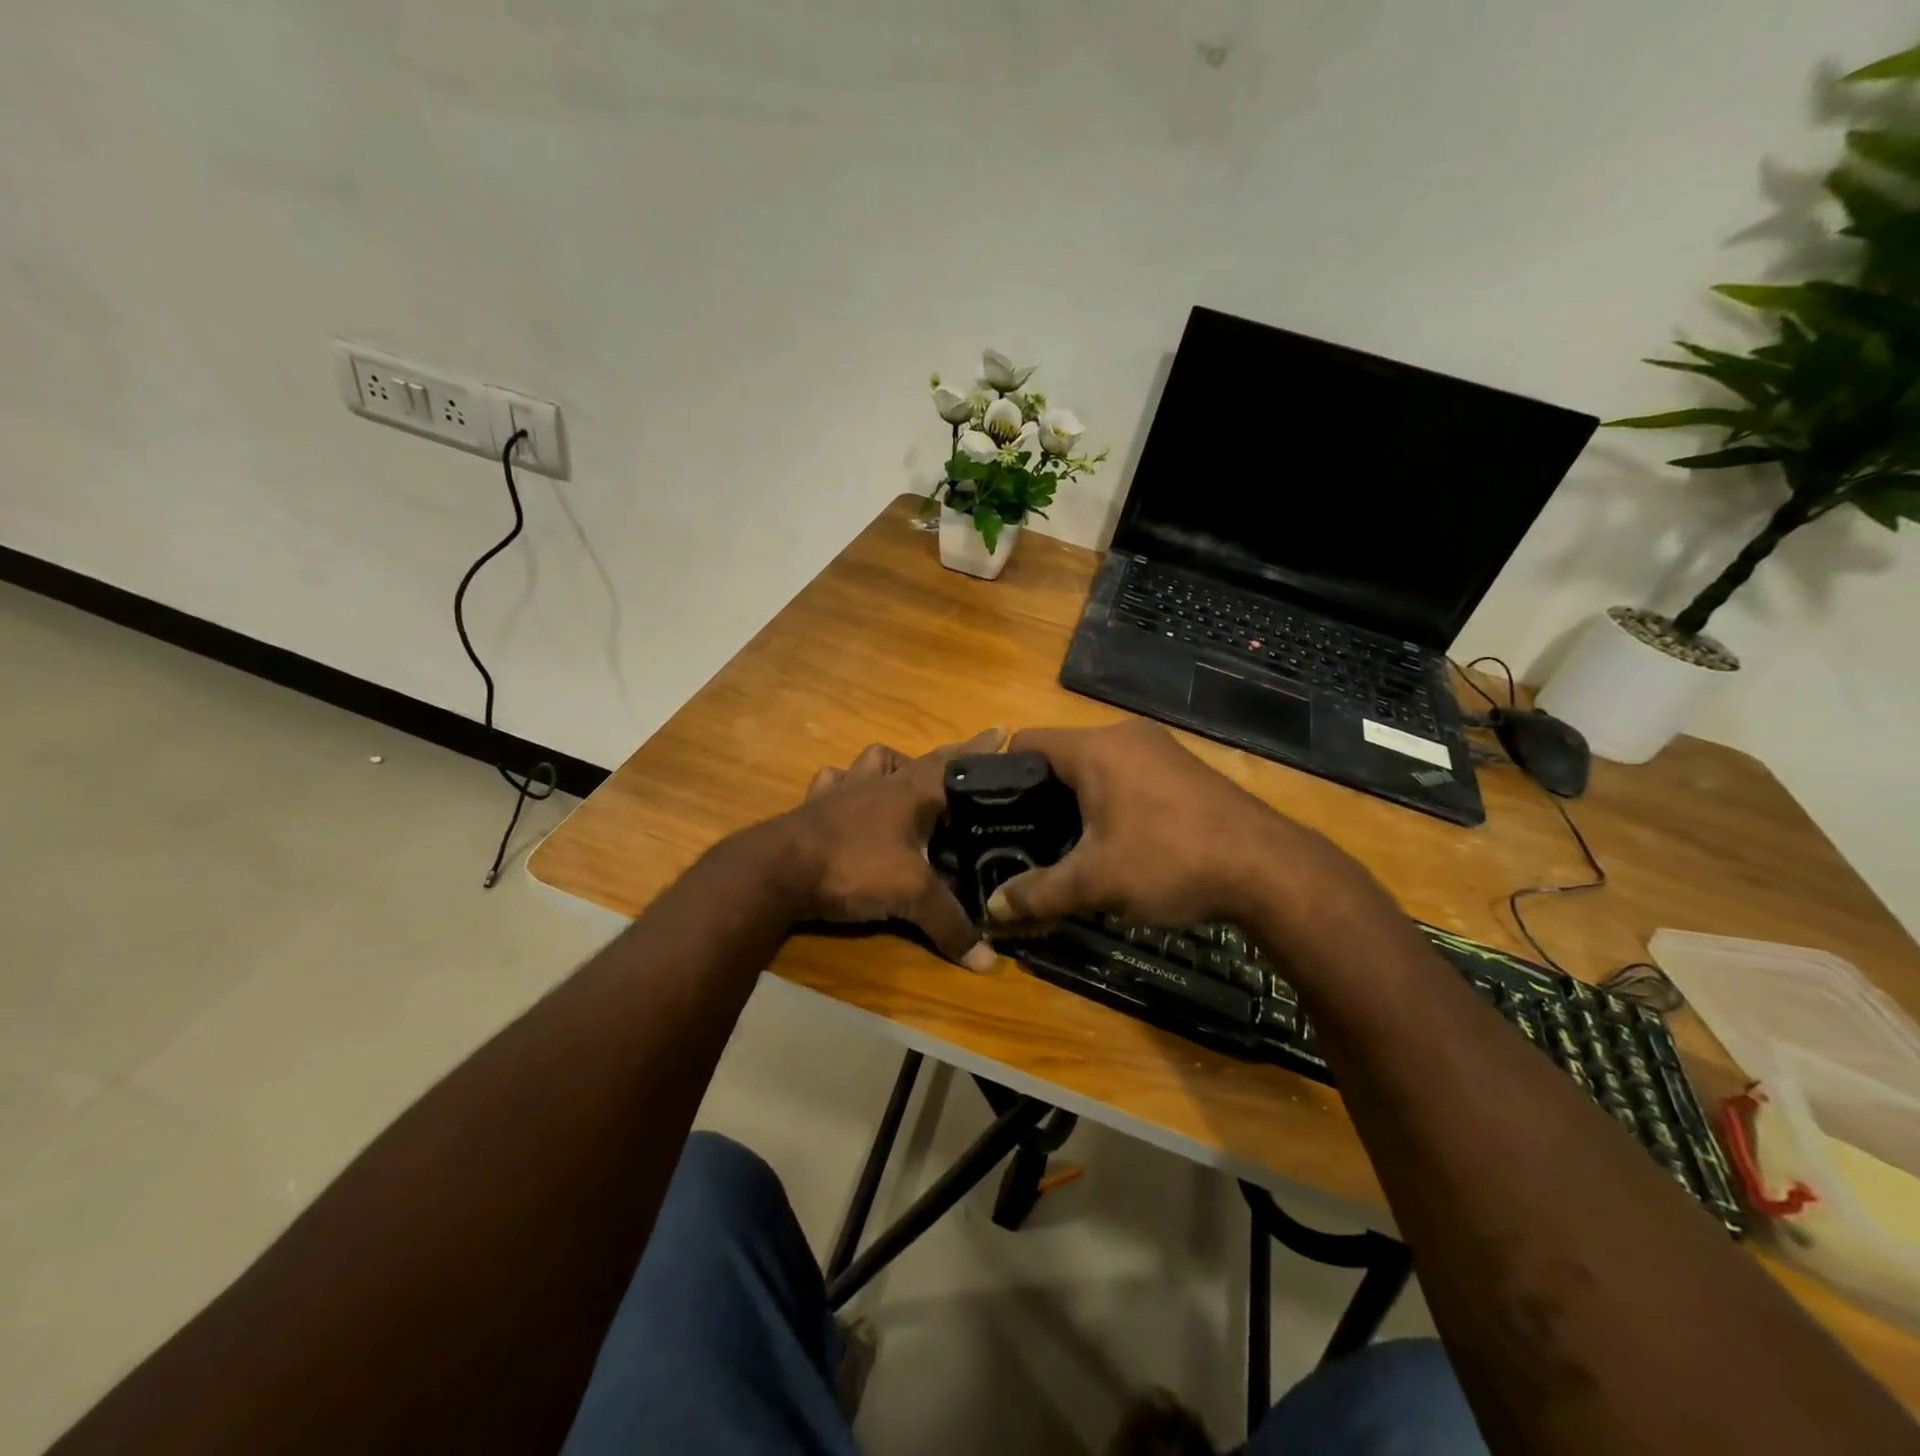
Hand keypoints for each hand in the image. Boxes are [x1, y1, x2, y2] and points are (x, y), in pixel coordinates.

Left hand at [779, 730, 1005, 970]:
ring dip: (894, 763)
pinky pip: (833, 781)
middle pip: (921, 758)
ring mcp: (844, 790)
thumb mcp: (911, 896)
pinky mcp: (815, 806)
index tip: (1004, 730)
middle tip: (969, 759)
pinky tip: (848, 796)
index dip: (982, 750)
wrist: (777, 870)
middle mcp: (880, 782)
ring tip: (907, 778)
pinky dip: (845, 784)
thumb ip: (950, 924)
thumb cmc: (853, 868)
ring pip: (874, 760)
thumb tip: (989, 964)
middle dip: (949, 755)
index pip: (957, 764)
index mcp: (911, 791)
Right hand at [983, 720, 1346, 929]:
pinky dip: (1108, 801)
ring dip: (1074, 801)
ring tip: (1060, 844)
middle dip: (1037, 796)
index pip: (1026, 742)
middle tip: (1019, 837)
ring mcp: (1159, 750)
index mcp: (1095, 748)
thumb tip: (992, 910)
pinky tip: (1111, 840)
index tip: (988, 813)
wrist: (1269, 870)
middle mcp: (1125, 736)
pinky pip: (1127, 776)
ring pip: (1095, 768)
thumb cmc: (1170, 861)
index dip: (999, 775)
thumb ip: (1038, 892)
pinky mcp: (1182, 770)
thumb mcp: (1096, 881)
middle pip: (1060, 755)